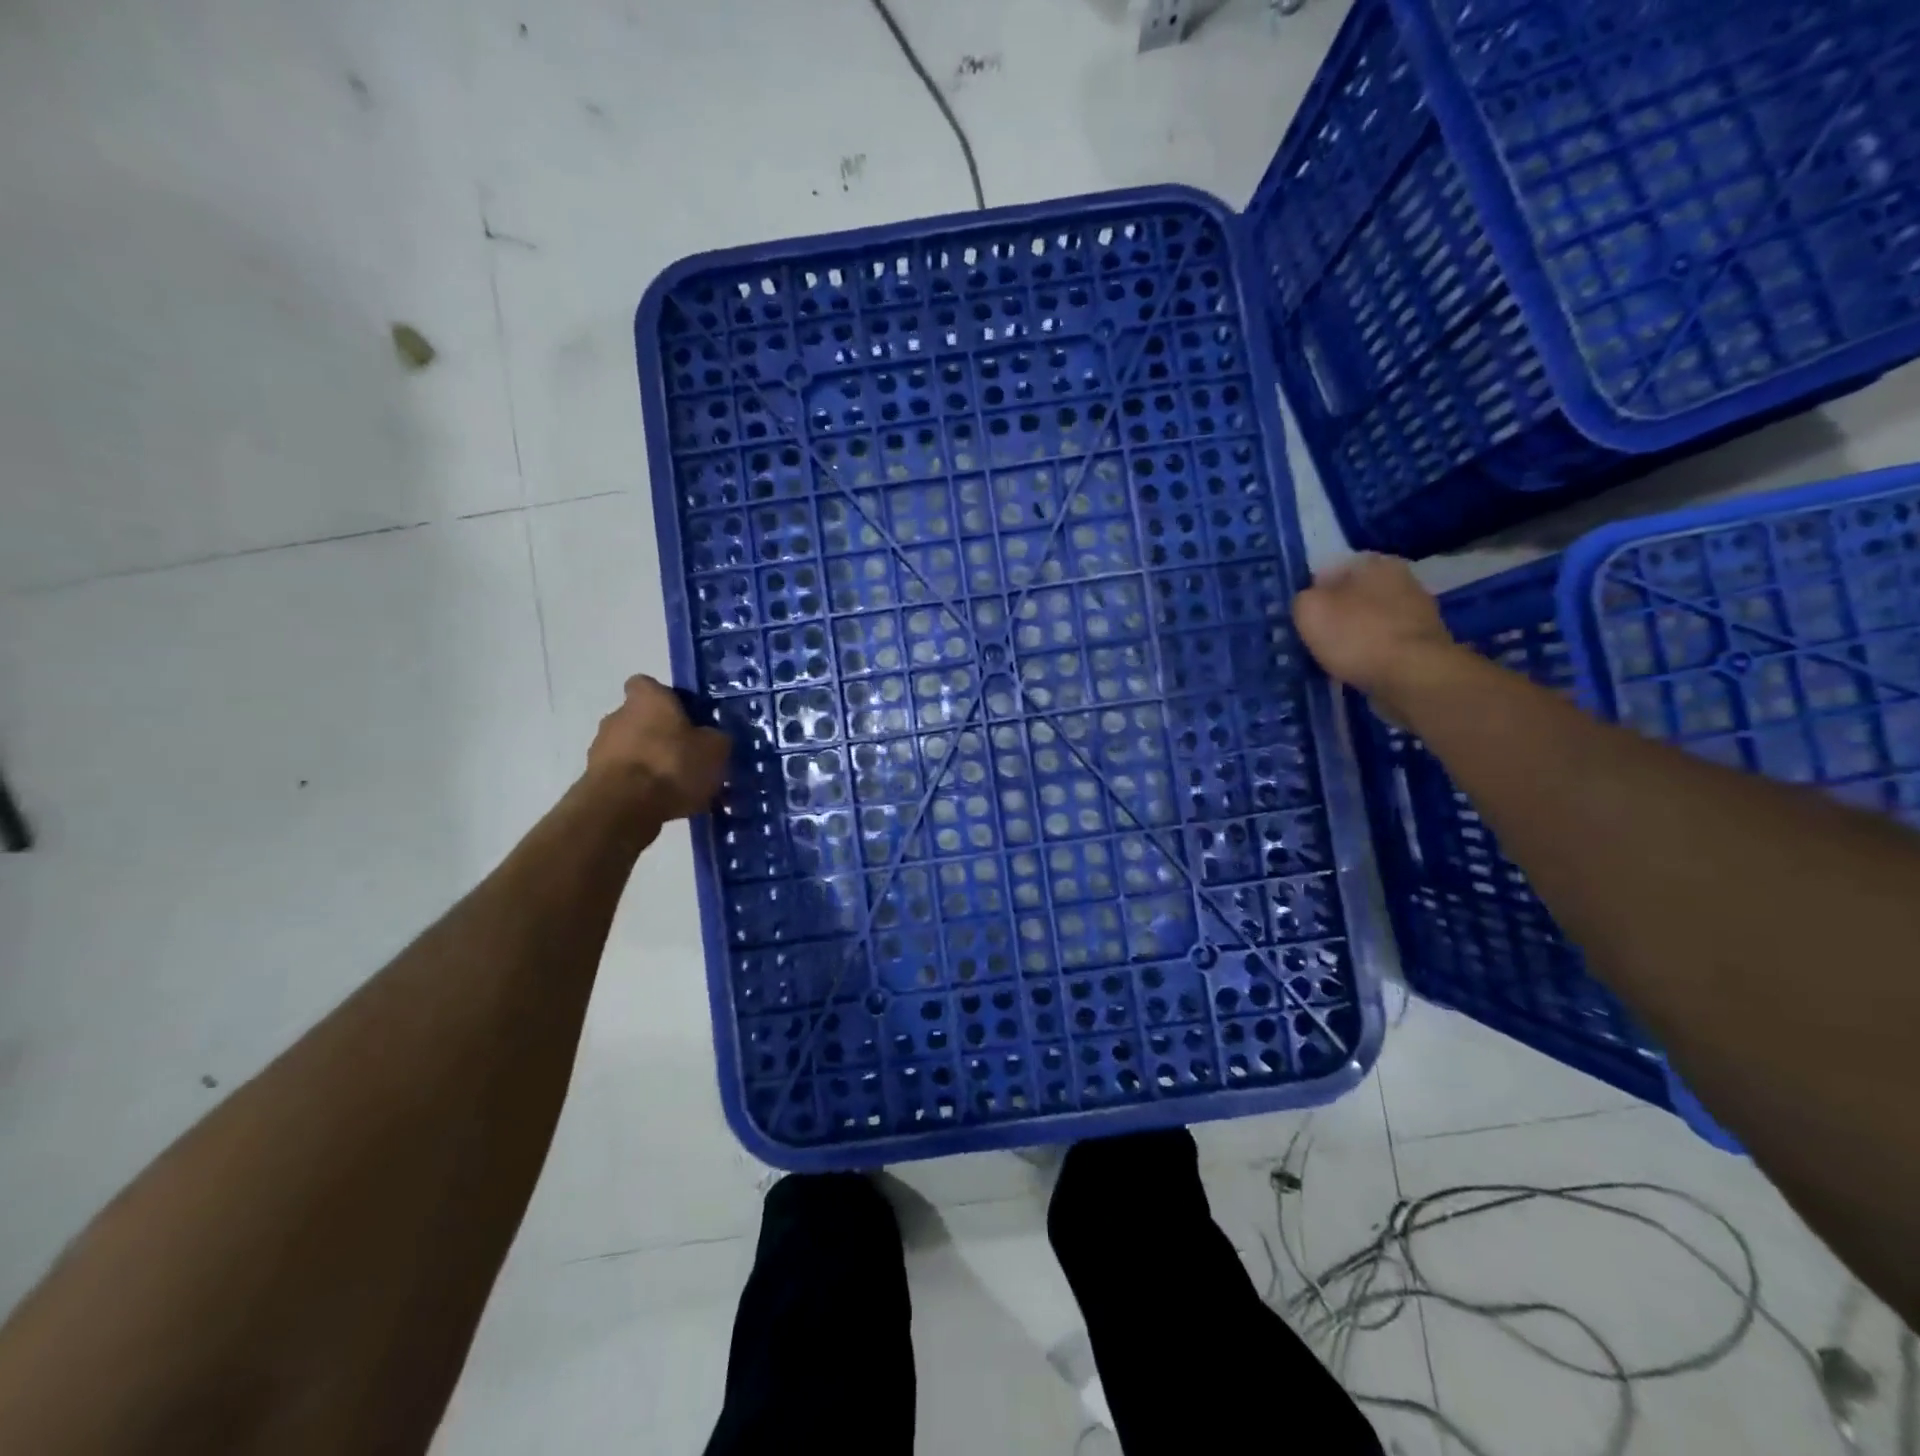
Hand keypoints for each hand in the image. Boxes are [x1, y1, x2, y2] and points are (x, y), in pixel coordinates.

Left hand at [586, 675, 731, 820]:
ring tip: (679, 790)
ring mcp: (601, 748)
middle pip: (642, 720)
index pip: (649, 685)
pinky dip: (641, 788)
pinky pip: (625, 779)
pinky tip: (664, 806)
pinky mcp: (594, 780)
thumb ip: (715, 738)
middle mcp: (617, 715)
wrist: (623, 808)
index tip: (687, 717)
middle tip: (689, 759)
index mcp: (647, 698)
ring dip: (652, 764)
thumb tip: (712, 739)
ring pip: (633, 751)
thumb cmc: (672, 765)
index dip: (668, 699)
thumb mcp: (715, 749)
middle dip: (663, 737)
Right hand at [1292, 555, 1456, 705]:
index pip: (1333, 570)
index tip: (1304, 617)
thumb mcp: (1309, 610)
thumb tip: (1311, 603)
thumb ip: (1304, 599)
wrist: (1413, 676)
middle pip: (1356, 595)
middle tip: (1316, 638)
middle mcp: (1403, 579)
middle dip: (1338, 614)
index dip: (1314, 592)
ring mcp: (1419, 612)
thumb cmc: (1356, 635)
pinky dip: (1371, 655)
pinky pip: (1386, 645)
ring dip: (1355, 636)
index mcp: (1374, 563)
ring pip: (1371, 621)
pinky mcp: (1425, 644)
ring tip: (1335, 658)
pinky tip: (1358, 669)